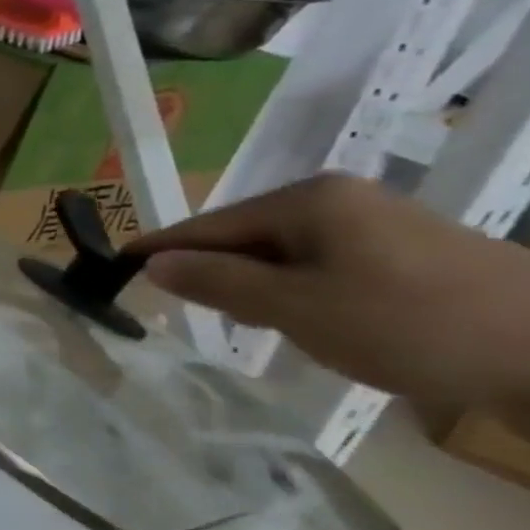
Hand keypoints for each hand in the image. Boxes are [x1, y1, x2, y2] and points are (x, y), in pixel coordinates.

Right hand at [130, 173, 529, 408]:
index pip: (207, 225)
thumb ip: (217, 283)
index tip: (115, 268)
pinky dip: (306, 295)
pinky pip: (327, 268)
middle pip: (246, 238)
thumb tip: (153, 263)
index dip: (161, 250)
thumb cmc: (414, 324)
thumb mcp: (296, 309)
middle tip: (202, 317)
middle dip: (220, 276)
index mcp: (306, 200)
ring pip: (286, 256)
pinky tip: (322, 326)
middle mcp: (337, 200)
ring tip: (269, 329)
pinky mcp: (411, 254)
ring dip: (266, 290)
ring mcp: (379, 225)